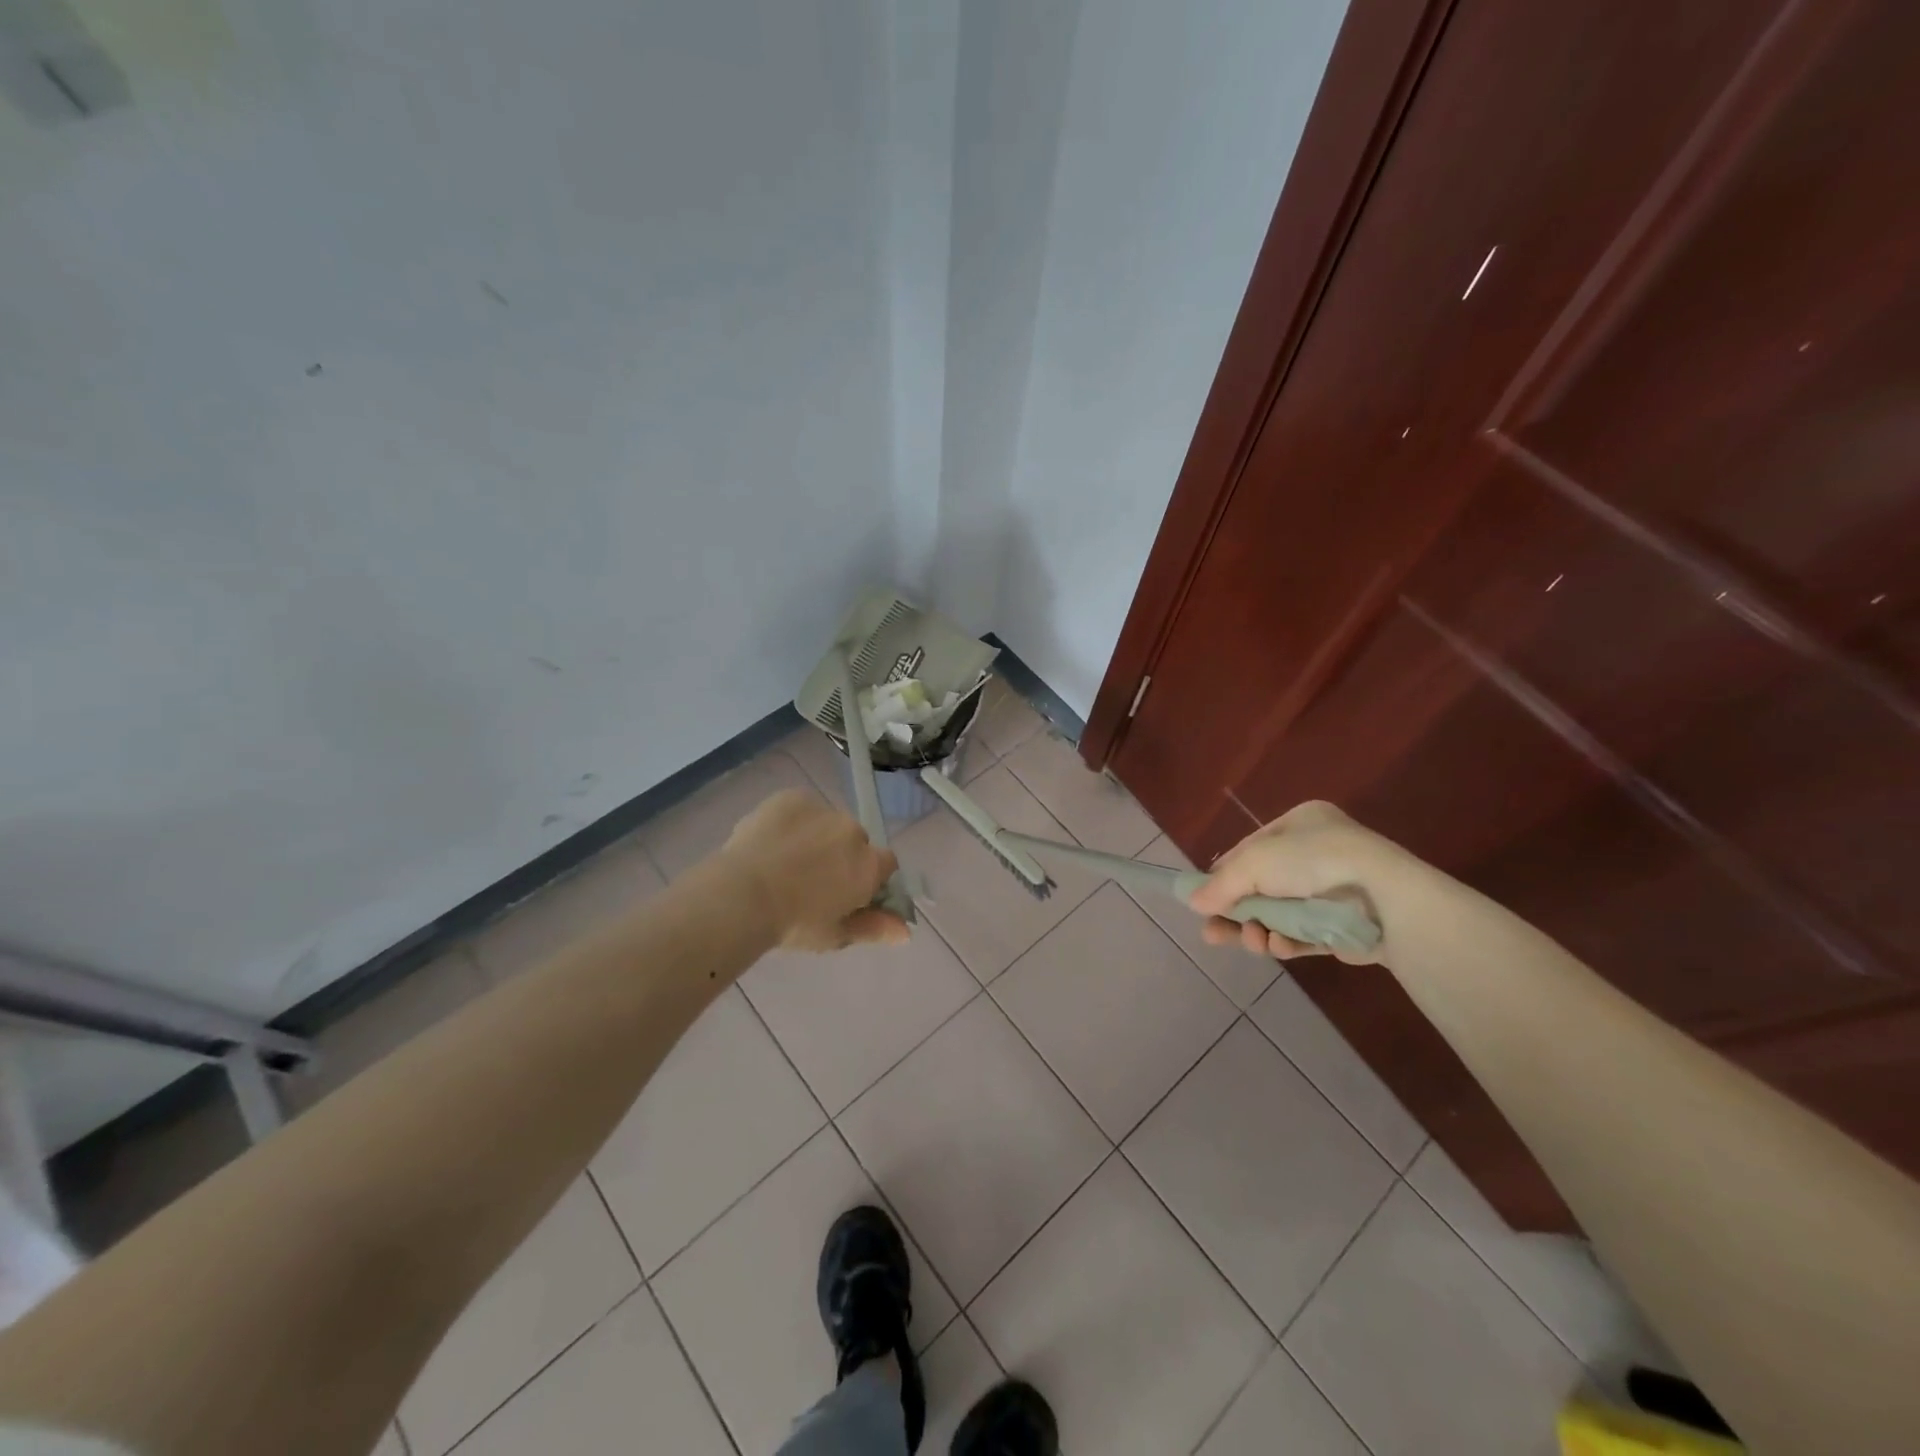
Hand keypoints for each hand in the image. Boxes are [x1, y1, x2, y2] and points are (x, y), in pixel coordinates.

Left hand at [721, 790, 909, 950]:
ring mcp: (823, 810)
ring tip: (784, 862)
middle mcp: (853, 831)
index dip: (870, 878)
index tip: (848, 894)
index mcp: (869, 865)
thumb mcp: (835, 935)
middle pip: (856, 842)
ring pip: (827, 824)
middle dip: (841, 857)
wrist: (742, 894)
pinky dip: (792, 822)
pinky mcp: (793, 797)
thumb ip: (873, 928)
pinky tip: (772, 841)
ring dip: (816, 837)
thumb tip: (905, 931)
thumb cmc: (793, 923)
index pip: (887, 864)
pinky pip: (801, 808)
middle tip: (811, 882)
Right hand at [1187, 801, 1396, 964]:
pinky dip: (1288, 942)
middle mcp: (1318, 852)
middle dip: (1238, 912)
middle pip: (1262, 886)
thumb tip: (1193, 903)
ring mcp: (1334, 891)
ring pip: (1282, 914)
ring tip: (1251, 942)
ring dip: (1260, 929)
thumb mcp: (1255, 862)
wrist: (1384, 899)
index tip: (1203, 900)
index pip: (1250, 849)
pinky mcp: (1345, 927)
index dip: (1224, 875)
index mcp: (1300, 823)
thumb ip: (1221, 884)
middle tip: (1213, 934)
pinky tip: (1277, 948)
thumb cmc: (1313, 862)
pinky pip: (1306, 935)